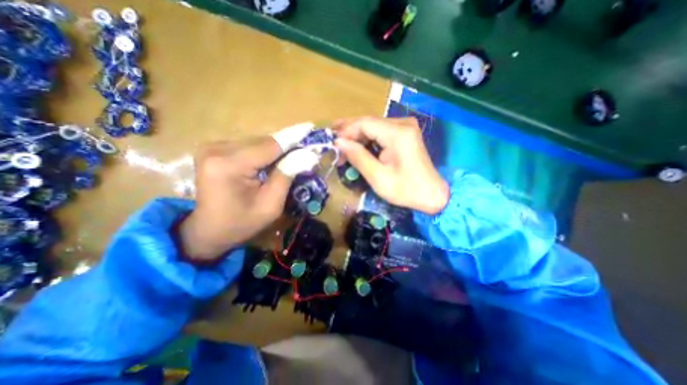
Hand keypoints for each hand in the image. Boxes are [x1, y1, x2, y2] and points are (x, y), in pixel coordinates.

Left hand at [180, 123, 323, 261]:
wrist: (209, 230)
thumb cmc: (242, 223)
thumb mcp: (271, 205)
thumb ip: (286, 176)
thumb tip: (307, 155)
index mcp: (229, 165)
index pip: (270, 146)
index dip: (294, 139)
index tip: (311, 128)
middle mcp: (217, 149)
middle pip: (263, 142)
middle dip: (285, 148)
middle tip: (304, 154)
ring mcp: (212, 147)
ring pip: (257, 142)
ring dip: (275, 151)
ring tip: (287, 162)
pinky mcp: (214, 149)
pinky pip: (248, 146)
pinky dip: (263, 153)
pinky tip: (268, 165)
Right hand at [335, 116, 451, 214]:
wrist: (431, 194)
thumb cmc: (405, 190)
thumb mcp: (378, 177)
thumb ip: (358, 157)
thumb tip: (339, 142)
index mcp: (398, 133)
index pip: (364, 123)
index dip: (346, 131)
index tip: (333, 145)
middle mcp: (403, 124)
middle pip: (368, 122)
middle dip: (349, 132)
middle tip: (333, 141)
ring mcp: (405, 127)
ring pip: (373, 126)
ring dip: (357, 136)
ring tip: (342, 146)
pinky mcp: (405, 133)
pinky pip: (381, 131)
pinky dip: (368, 139)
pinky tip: (358, 146)